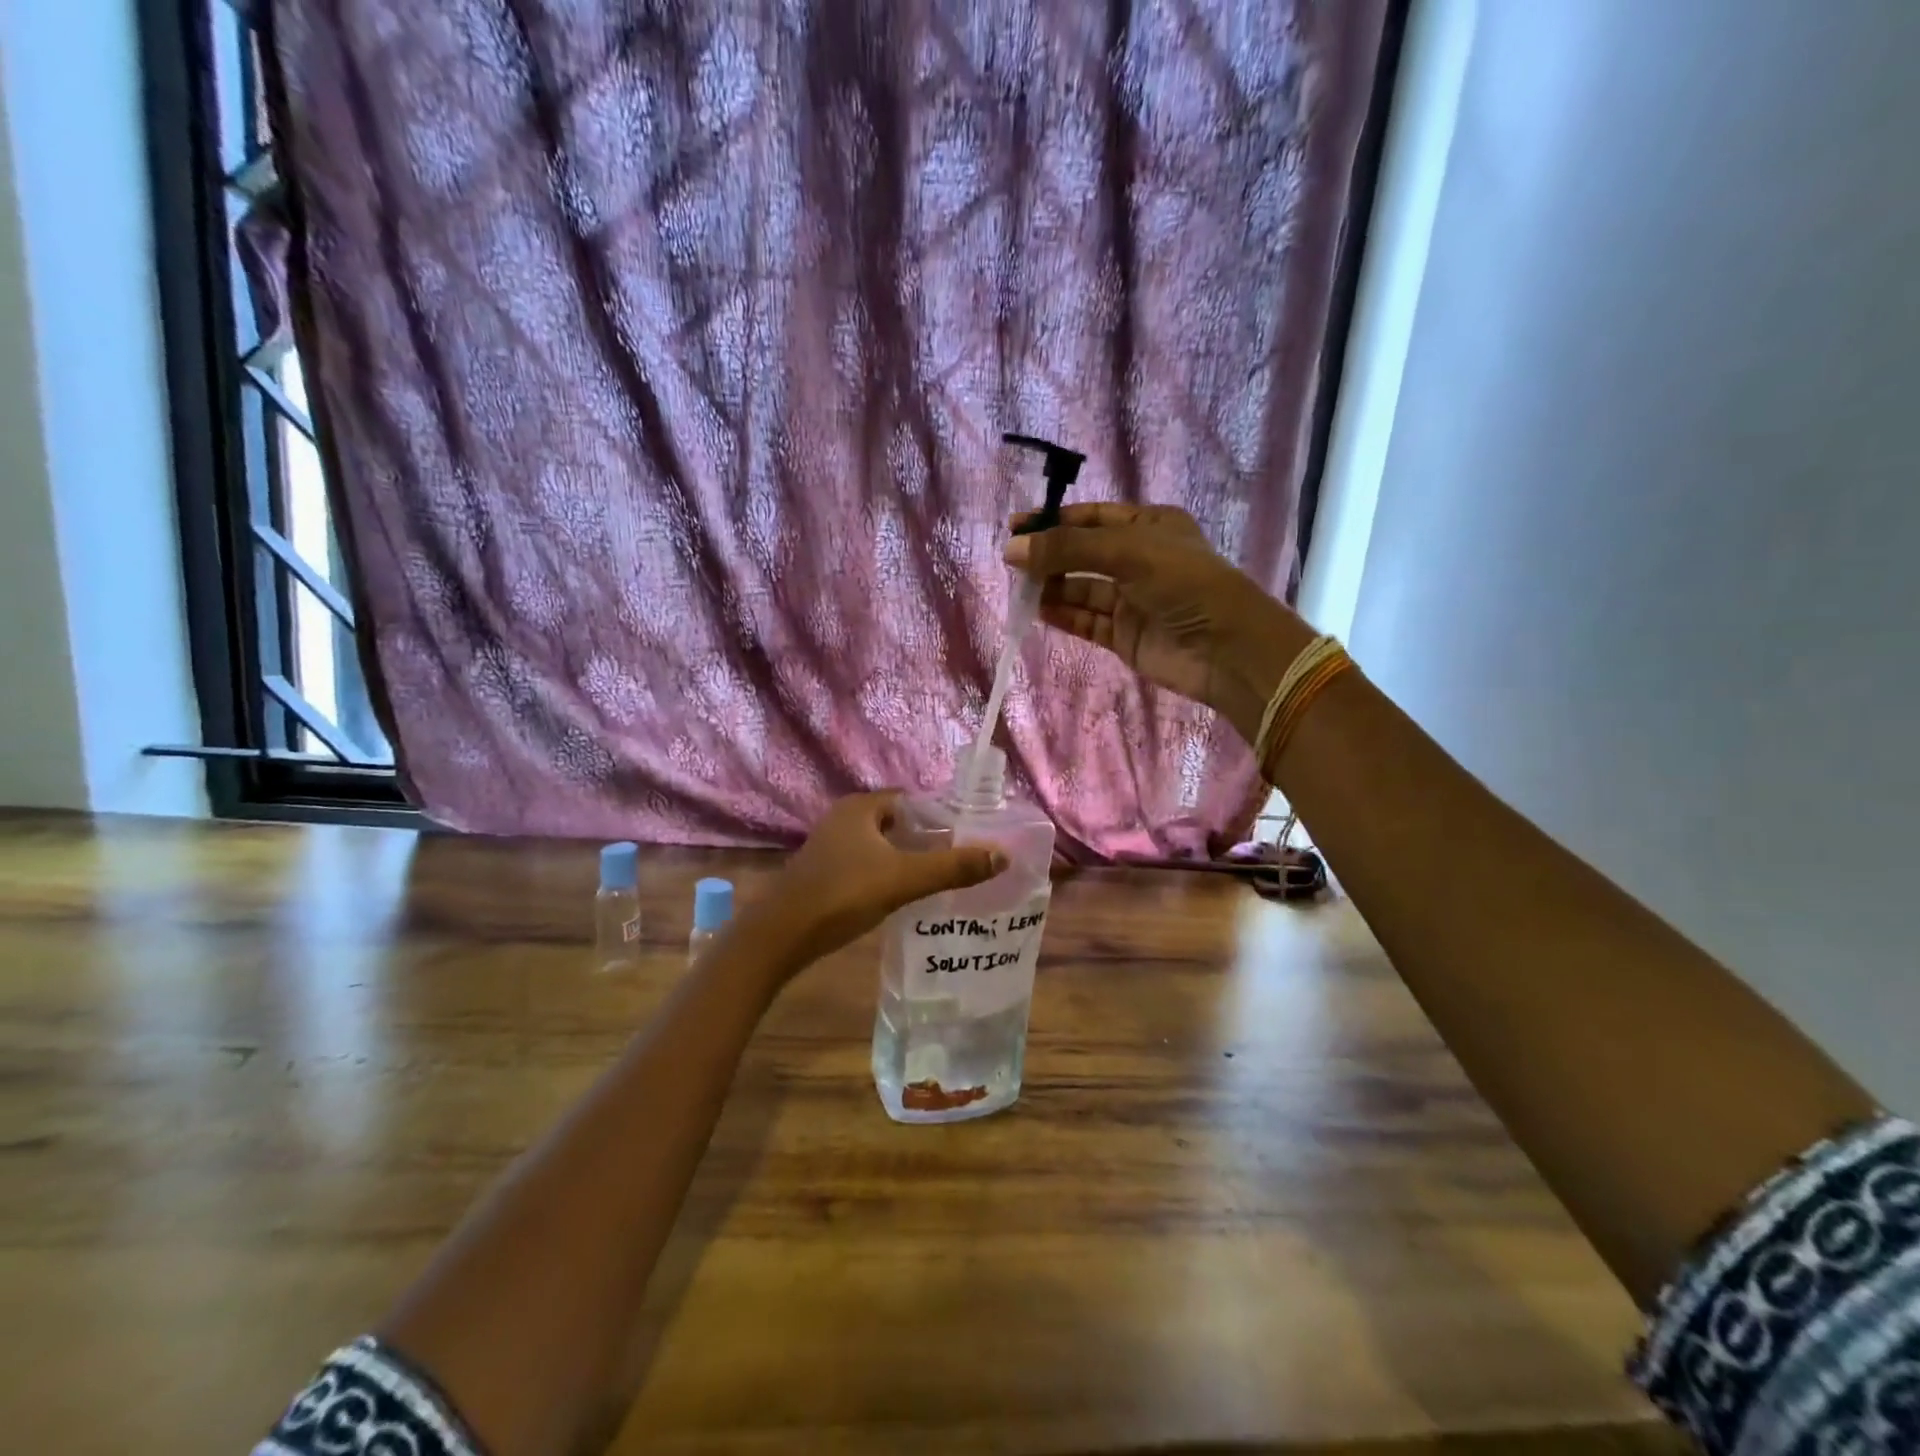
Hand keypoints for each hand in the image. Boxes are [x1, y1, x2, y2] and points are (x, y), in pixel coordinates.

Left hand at [757, 793, 1007, 967]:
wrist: (781, 936)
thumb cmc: (843, 894)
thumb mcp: (904, 879)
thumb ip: (953, 867)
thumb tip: (1002, 856)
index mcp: (861, 807)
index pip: (911, 800)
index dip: (941, 815)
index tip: (970, 833)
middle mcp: (844, 819)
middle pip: (898, 823)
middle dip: (927, 839)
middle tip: (961, 858)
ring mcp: (831, 847)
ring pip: (881, 846)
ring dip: (907, 858)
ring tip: (941, 878)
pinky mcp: (824, 873)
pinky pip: (867, 865)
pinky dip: (887, 874)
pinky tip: (905, 895)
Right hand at [1003, 503, 1311, 742]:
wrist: (1226, 649)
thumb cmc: (1184, 583)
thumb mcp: (1127, 552)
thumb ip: (1068, 549)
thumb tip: (1012, 549)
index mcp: (1149, 526)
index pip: (1092, 517)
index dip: (1053, 521)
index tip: (1015, 528)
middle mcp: (1139, 560)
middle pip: (1083, 554)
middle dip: (1050, 557)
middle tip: (1013, 564)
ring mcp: (1131, 600)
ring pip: (1081, 589)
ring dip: (1052, 587)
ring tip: (1021, 589)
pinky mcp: (1125, 635)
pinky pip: (1086, 621)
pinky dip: (1063, 615)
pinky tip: (1038, 611)